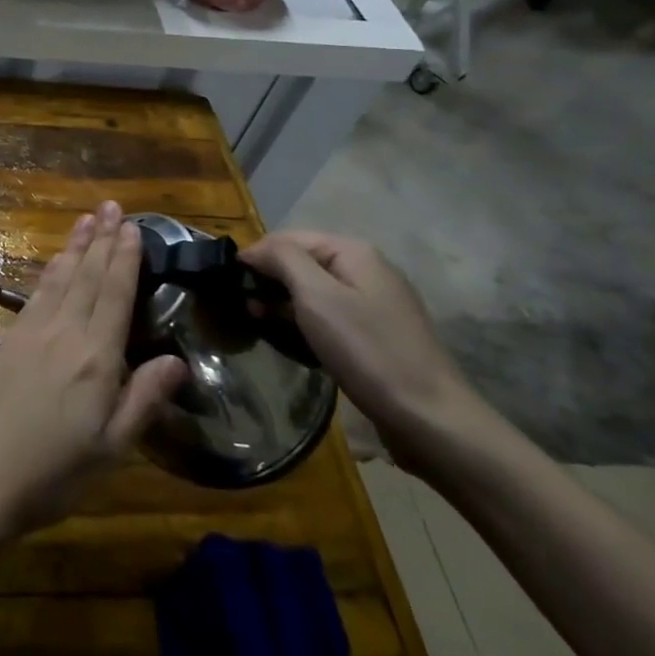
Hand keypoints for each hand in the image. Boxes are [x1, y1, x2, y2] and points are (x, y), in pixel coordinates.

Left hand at [0, 202, 184, 554]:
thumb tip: (177, 359)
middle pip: (86, 277)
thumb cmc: (51, 475)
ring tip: (87, 220)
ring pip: (59, 279)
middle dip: (101, 240)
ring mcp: (30, 333)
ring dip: (75, 247)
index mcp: (94, 359)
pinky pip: (36, 294)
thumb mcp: (110, 450)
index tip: (132, 226)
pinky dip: (51, 272)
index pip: (114, 295)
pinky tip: (56, 263)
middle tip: (111, 206)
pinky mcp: (7, 340)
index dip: (124, 259)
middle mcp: (62, 334)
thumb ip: (143, 400)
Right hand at [240, 230, 489, 464]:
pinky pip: (327, 315)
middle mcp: (365, 270)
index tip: (227, 282)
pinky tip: (287, 337)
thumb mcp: (317, 296)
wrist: (428, 417)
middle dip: (267, 278)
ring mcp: (373, 303)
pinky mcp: (374, 334)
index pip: (288, 238)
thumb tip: (254, 249)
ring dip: (281, 301)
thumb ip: (283, 260)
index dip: (255, 255)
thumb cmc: (366, 349)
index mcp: (354, 252)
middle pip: (301, 262)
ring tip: (254, 321)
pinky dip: (302, 320)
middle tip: (237, 305)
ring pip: (312, 290)